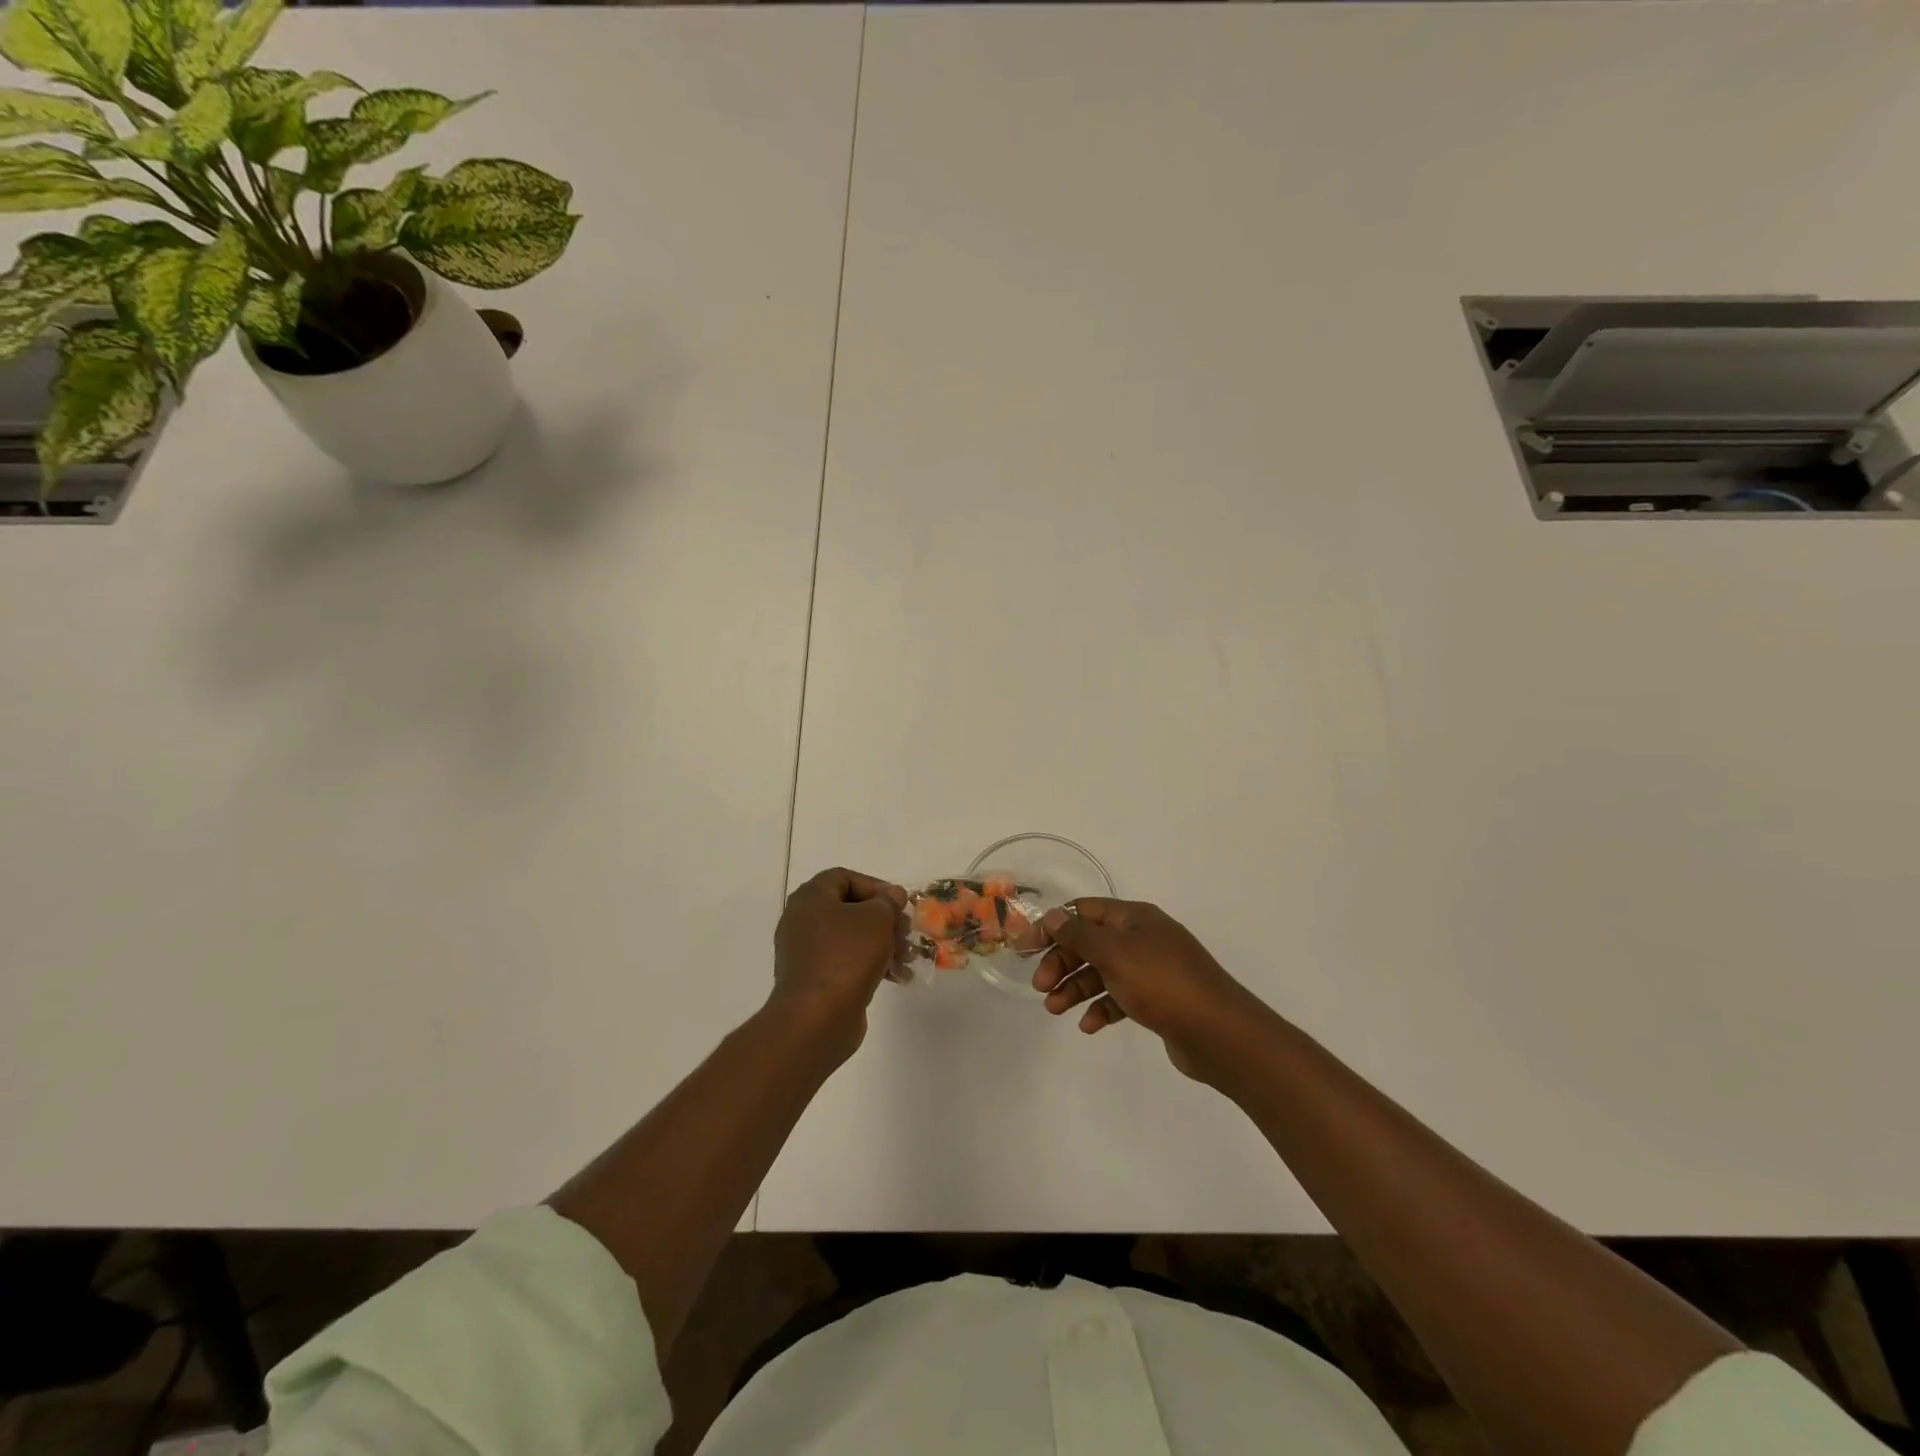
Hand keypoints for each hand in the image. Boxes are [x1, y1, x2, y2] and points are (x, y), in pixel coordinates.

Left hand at [770, 867, 908, 1061]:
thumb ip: (888, 902)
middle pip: (850, 909)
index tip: (898, 904)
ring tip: (908, 959)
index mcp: (810, 898)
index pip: (844, 877)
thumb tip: (892, 896)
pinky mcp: (814, 980)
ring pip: (851, 938)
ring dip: (884, 944)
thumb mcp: (877, 919)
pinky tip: (898, 978)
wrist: (816, 1019)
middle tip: (907, 932)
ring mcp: (806, 953)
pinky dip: (871, 965)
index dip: (875, 886)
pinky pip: (846, 963)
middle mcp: (802, 921)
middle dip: (884, 920)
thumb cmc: (846, 957)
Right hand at [1031, 898, 1265, 1082]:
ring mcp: (1151, 970)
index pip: (1084, 911)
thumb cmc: (1162, 982)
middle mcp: (1142, 938)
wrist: (1219, 1033)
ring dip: (1076, 987)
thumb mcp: (1114, 953)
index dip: (1053, 926)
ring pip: (1102, 973)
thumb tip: (1053, 915)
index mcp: (1134, 918)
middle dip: (1062, 962)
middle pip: (1090, 943)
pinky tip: (1089, 1025)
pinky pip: (1120, 998)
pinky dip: (1101, 1008)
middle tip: (1041, 987)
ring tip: (1056, 1009)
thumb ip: (1079, 934)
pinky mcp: (1157, 1000)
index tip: (1026, 948)